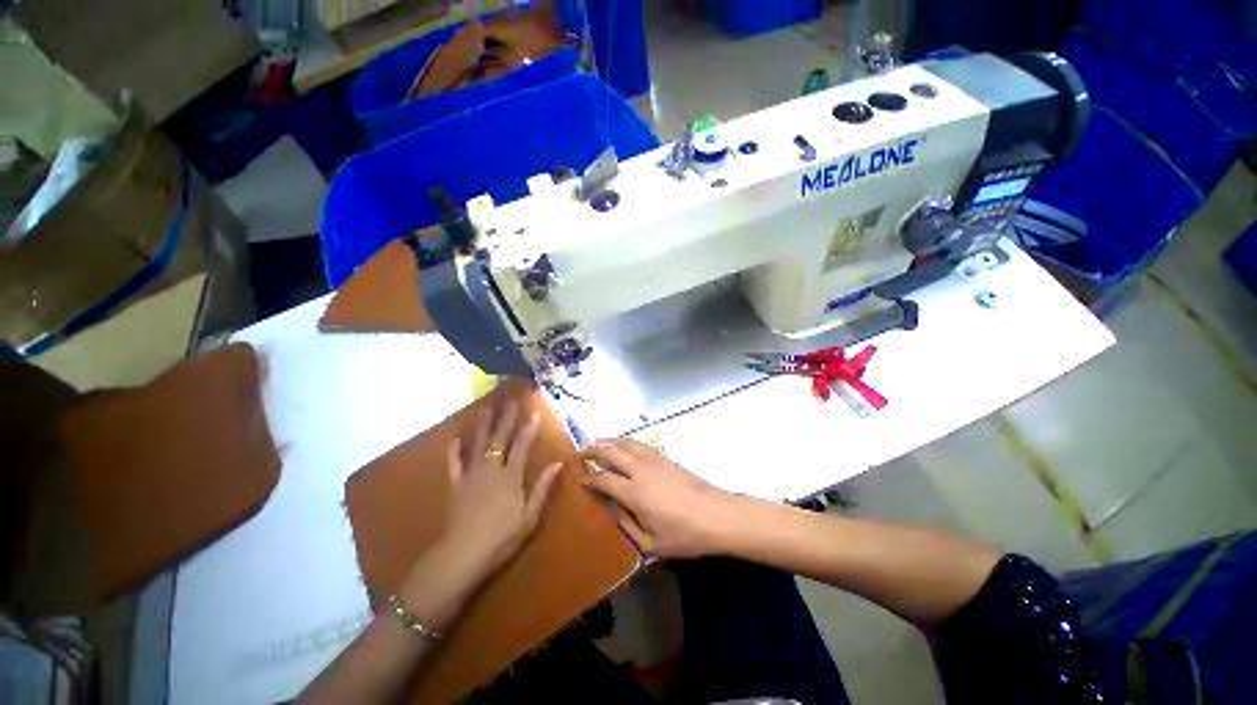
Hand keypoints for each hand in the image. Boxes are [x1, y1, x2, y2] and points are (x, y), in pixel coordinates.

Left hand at [399, 403, 560, 625]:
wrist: (461, 555)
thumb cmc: (501, 538)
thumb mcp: (529, 516)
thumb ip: (542, 487)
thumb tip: (558, 463)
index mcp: (511, 477)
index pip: (522, 446)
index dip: (529, 429)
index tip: (534, 413)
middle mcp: (491, 469)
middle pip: (500, 439)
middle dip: (506, 419)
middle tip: (510, 401)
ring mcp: (471, 476)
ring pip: (478, 445)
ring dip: (483, 426)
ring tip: (486, 409)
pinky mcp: (455, 486)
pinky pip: (454, 464)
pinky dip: (454, 451)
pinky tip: (454, 440)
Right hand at [582, 439, 743, 558]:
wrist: (718, 515)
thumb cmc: (684, 535)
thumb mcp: (650, 544)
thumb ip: (626, 526)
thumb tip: (613, 510)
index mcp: (634, 492)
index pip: (603, 478)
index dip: (589, 477)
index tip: (580, 479)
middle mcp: (640, 470)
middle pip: (611, 452)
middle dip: (593, 450)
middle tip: (580, 453)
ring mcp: (654, 460)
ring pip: (625, 443)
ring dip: (608, 441)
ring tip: (597, 443)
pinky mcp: (665, 457)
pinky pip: (639, 443)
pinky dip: (625, 441)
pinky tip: (623, 444)